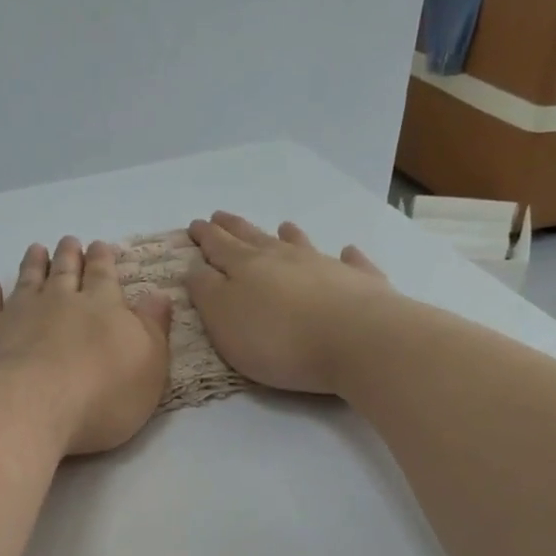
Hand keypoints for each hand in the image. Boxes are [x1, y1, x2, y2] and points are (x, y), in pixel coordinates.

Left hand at [0, 237, 173, 456]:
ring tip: (36, 249)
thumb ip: (153, 329)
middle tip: (69, 241)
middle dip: (70, 255)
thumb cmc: (100, 394)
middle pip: (65, 271)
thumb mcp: (148, 365)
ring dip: (33, 264)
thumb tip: (159, 296)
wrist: (27, 407)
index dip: (103, 259)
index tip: (99, 245)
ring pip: (28, 280)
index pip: (104, 275)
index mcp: (102, 307)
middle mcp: (59, 301)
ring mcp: (18, 313)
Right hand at [187, 213, 395, 395]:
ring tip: (284, 225)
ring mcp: (325, 267)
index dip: (205, 236)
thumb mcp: (223, 319)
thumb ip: (206, 292)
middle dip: (235, 228)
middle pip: (254, 239)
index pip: (218, 246)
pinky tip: (348, 251)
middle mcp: (284, 258)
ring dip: (290, 236)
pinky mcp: (360, 283)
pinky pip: (351, 263)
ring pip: (301, 245)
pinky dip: (346, 256)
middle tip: (221, 216)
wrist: (356, 340)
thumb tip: (196, 268)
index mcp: (245, 267)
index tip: (195, 224)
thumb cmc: (278, 337)